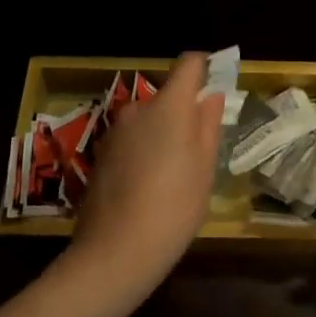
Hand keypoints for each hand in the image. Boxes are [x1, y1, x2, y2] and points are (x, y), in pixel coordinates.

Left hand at [63, 53, 223, 308]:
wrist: (115, 252)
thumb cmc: (174, 206)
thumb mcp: (205, 167)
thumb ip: (208, 124)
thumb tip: (211, 96)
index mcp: (169, 105)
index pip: (189, 63)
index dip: (204, 67)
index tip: (216, 83)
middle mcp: (138, 109)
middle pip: (166, 97)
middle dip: (182, 114)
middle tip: (198, 149)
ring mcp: (115, 132)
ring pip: (147, 121)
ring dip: (161, 135)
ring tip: (173, 175)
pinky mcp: (100, 155)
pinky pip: (130, 142)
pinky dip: (142, 153)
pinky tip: (147, 188)